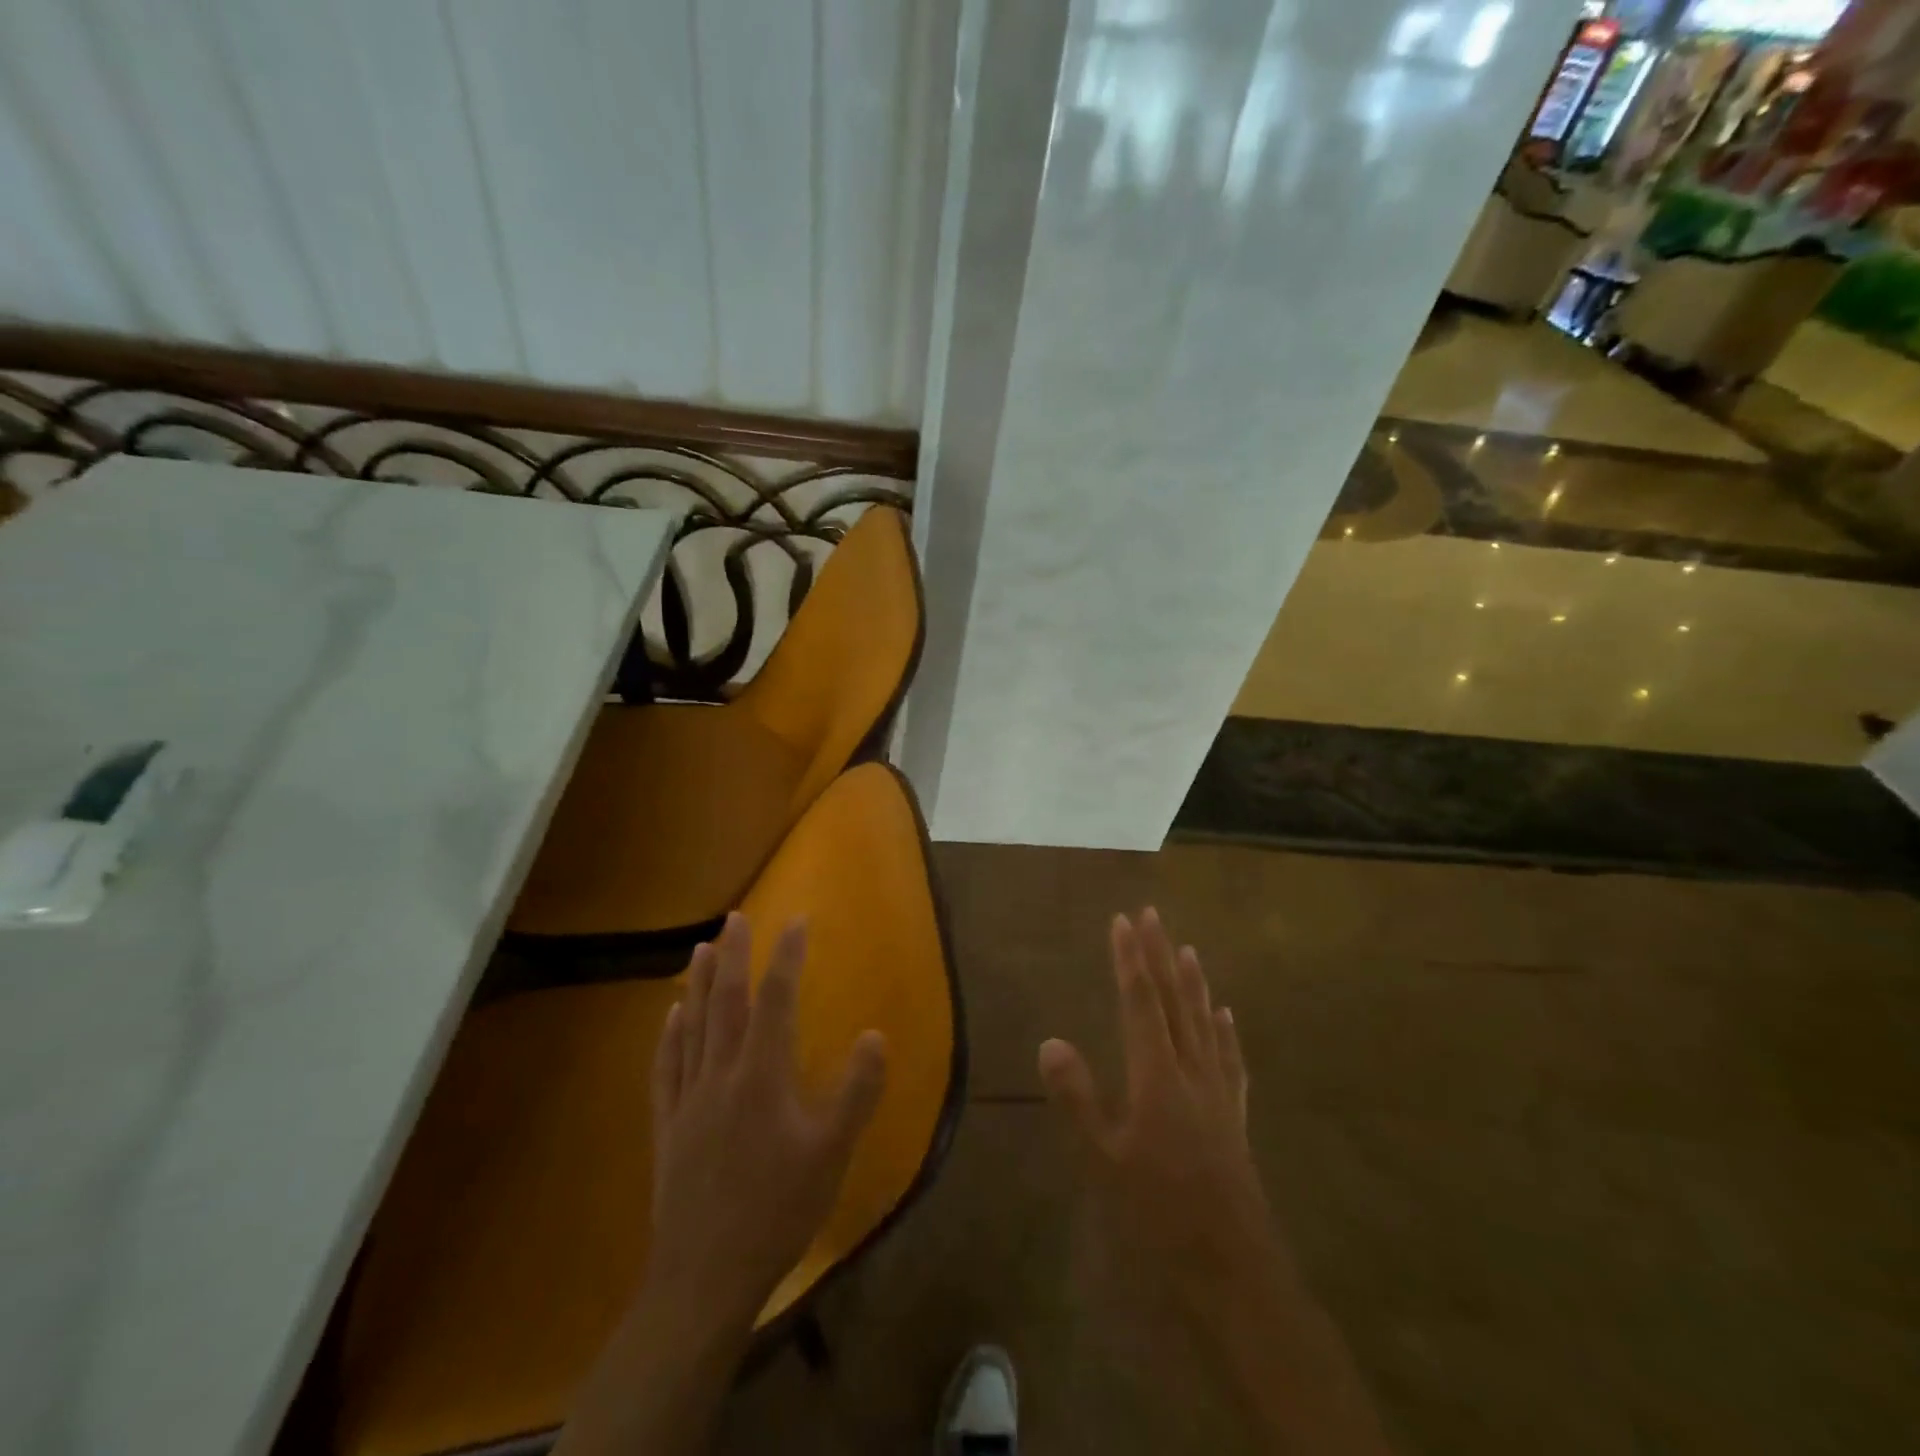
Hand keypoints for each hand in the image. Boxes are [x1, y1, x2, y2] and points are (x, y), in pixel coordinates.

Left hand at [647, 912, 887, 1329]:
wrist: (704, 1277)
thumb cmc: (777, 1211)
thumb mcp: (832, 1154)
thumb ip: (857, 1092)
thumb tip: (876, 1034)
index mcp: (763, 1076)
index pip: (777, 1000)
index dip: (787, 956)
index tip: (796, 920)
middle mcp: (721, 1074)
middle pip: (726, 1001)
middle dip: (733, 955)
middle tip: (735, 917)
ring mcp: (688, 1098)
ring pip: (691, 1026)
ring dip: (696, 984)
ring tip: (700, 948)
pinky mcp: (667, 1125)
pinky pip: (665, 1066)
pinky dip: (668, 1034)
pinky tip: (669, 1016)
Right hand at [1038, 907, 1273, 1301]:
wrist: (1233, 1267)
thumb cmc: (1159, 1213)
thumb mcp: (1104, 1160)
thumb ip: (1077, 1098)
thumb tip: (1050, 1040)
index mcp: (1156, 1075)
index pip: (1139, 1003)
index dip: (1129, 959)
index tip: (1122, 921)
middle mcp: (1190, 1071)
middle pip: (1174, 1001)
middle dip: (1160, 955)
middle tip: (1152, 915)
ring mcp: (1217, 1093)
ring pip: (1204, 1022)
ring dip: (1193, 983)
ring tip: (1188, 949)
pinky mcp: (1234, 1117)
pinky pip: (1230, 1060)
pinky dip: (1224, 1032)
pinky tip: (1225, 1016)